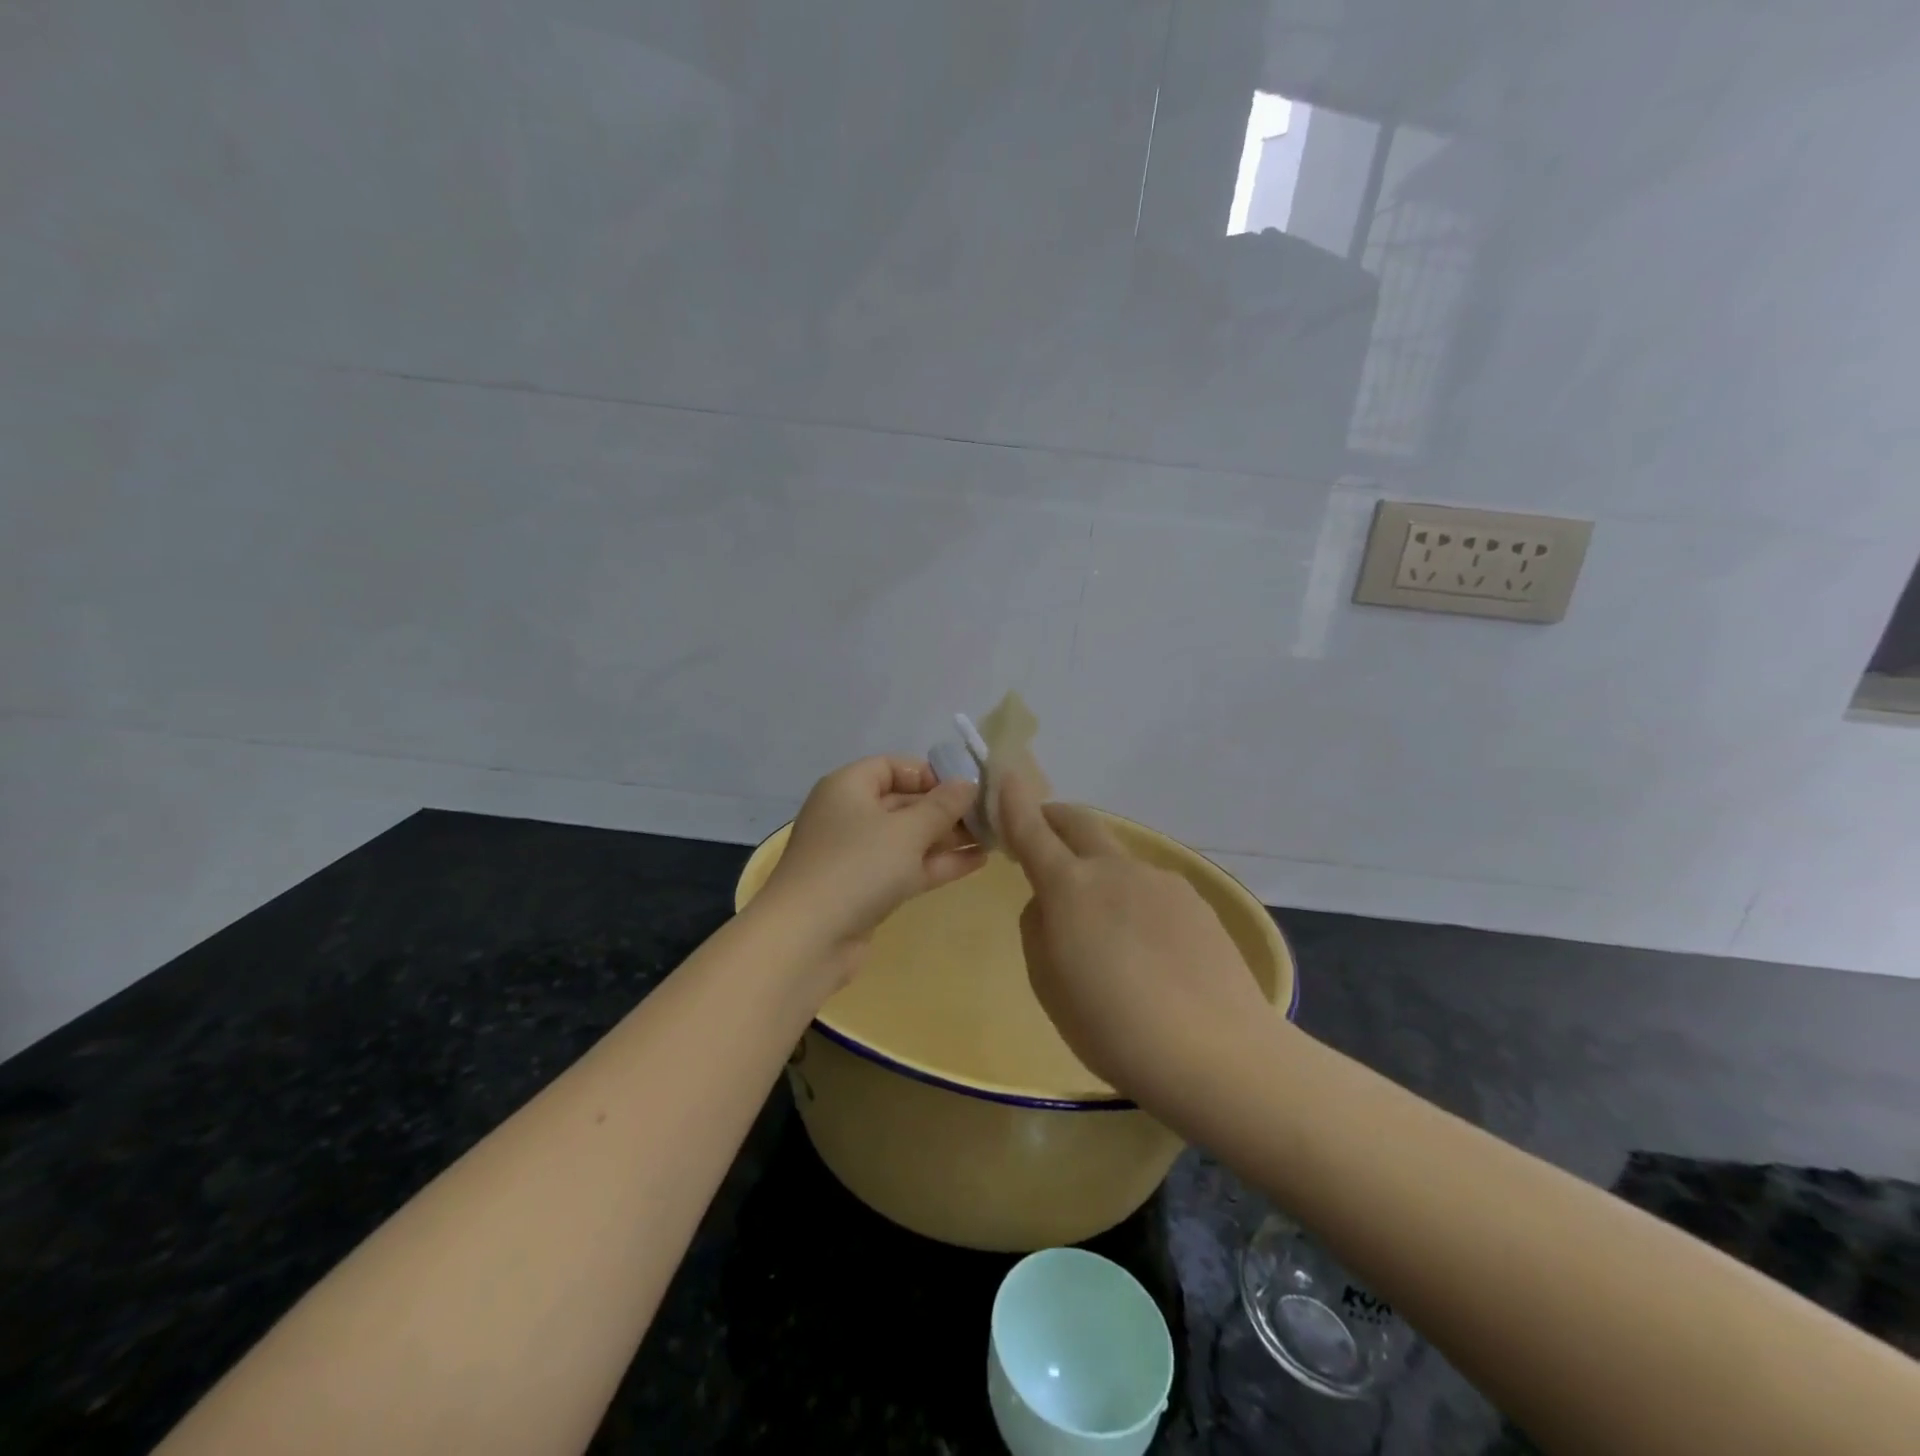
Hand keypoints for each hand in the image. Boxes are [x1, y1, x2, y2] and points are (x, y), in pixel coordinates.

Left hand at [757, 756, 984, 966]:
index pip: (892, 766)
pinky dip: (937, 863)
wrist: (807, 939)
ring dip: (947, 838)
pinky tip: (977, 862)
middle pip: (903, 802)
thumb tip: (968, 783)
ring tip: (993, 838)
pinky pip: (906, 867)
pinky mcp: (865, 890)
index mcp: (848, 787)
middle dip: (945, 809)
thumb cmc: (857, 866)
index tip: (965, 787)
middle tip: (989, 816)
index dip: (929, 773)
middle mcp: (849, 815)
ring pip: (908, 838)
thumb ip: (942, 806)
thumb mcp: (907, 830)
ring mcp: (856, 856)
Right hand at [996, 772, 1273, 1103]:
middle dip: (1055, 820)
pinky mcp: (1195, 900)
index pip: (1032, 830)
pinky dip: (1135, 903)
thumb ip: (1040, 928)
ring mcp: (1160, 880)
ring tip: (1110, 937)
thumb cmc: (1112, 1027)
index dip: (1014, 801)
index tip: (1005, 776)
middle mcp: (1114, 869)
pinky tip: (1151, 953)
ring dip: (1100, 876)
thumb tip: (1050, 904)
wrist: (1214, 1051)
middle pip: (1079, 823)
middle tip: (1043, 839)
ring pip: (1117, 862)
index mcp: (1070, 887)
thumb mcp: (1048, 983)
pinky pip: (1150, 889)